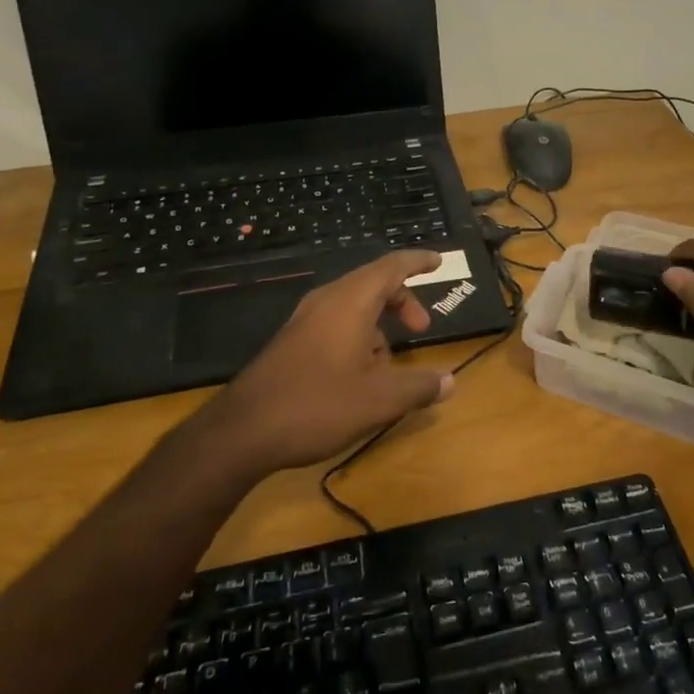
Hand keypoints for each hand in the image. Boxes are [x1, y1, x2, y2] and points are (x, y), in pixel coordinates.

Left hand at [186, 251, 455, 475]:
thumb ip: (419, 387)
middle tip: (421, 328)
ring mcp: (305, 320)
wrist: (242, 431)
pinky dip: (357, 334)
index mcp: (350, 302)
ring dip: (378, 322)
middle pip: (373, 282)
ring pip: (352, 304)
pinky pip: (335, 322)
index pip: (391, 266)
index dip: (417, 261)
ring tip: (389, 362)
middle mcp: (327, 301)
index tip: (439, 261)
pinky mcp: (292, 341)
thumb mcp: (379, 401)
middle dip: (402, 300)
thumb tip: (450, 381)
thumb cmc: (317, 405)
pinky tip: (359, 375)